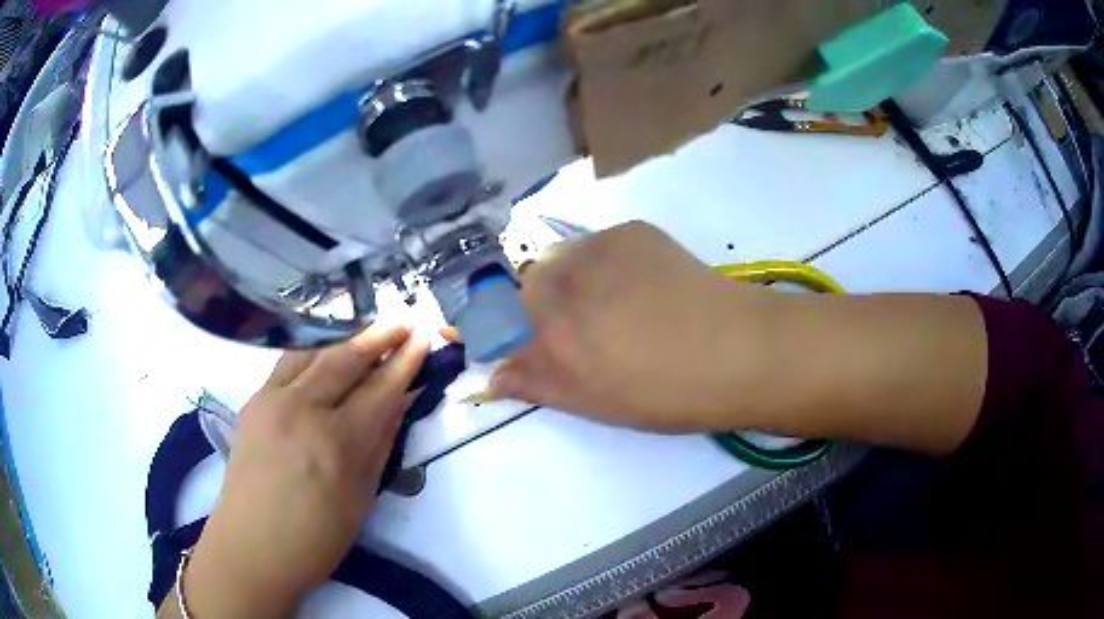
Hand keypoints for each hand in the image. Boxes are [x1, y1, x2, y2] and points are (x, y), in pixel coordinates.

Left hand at [173, 324, 429, 617]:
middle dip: (380, 334)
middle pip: (346, 358)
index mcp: (337, 443)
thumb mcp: (361, 498)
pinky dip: (314, 350)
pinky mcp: (254, 400)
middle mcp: (303, 409)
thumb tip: (400, 403)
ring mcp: (272, 399)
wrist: (251, 545)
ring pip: (314, 351)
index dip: (406, 359)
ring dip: (347, 336)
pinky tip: (327, 349)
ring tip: (370, 326)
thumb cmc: (315, 537)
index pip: (380, 389)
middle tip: (406, 317)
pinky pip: (288, 363)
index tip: (425, 334)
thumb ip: (381, 444)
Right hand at [488, 221, 780, 431]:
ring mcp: (597, 247)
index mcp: (546, 329)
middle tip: (571, 326)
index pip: (484, 314)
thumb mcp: (591, 401)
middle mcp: (560, 278)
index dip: (472, 319)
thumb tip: (490, 376)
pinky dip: (603, 263)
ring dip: (567, 279)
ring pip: (559, 258)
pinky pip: (598, 245)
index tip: (468, 324)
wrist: (737, 350)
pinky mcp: (631, 230)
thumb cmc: (663, 392)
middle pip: (520, 281)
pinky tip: (638, 286)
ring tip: (609, 305)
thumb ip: (533, 382)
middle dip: (530, 302)